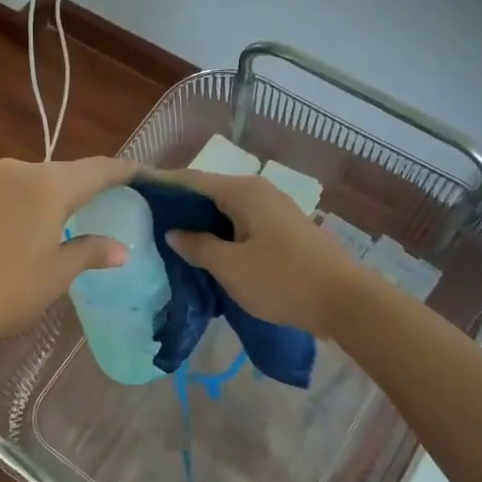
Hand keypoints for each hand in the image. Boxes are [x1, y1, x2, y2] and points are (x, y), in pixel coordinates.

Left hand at [0, 156, 136, 359]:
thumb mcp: (57, 273)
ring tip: (93, 209)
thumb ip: (90, 251)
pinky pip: (25, 189)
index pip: (99, 169)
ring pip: (46, 179)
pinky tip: (54, 218)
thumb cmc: (7, 290)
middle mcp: (23, 171)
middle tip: (123, 198)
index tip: (149, 176)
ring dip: (69, 191)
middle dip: (97, 182)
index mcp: (48, 183)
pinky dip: (45, 199)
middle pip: (71, 170)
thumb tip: (121, 249)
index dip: (126, 171)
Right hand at [152, 169, 369, 338]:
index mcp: (242, 192)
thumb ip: (198, 247)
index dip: (162, 185)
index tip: (135, 192)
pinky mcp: (284, 229)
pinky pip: (242, 222)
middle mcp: (258, 191)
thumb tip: (174, 232)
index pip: (191, 180)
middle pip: (209, 191)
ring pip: (226, 209)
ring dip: (200, 221)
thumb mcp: (231, 268)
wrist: (346, 301)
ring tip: (171, 238)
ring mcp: (274, 209)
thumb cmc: (283, 280)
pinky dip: (221, 232)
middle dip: (179, 205)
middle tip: (147, 221)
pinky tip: (207, 251)